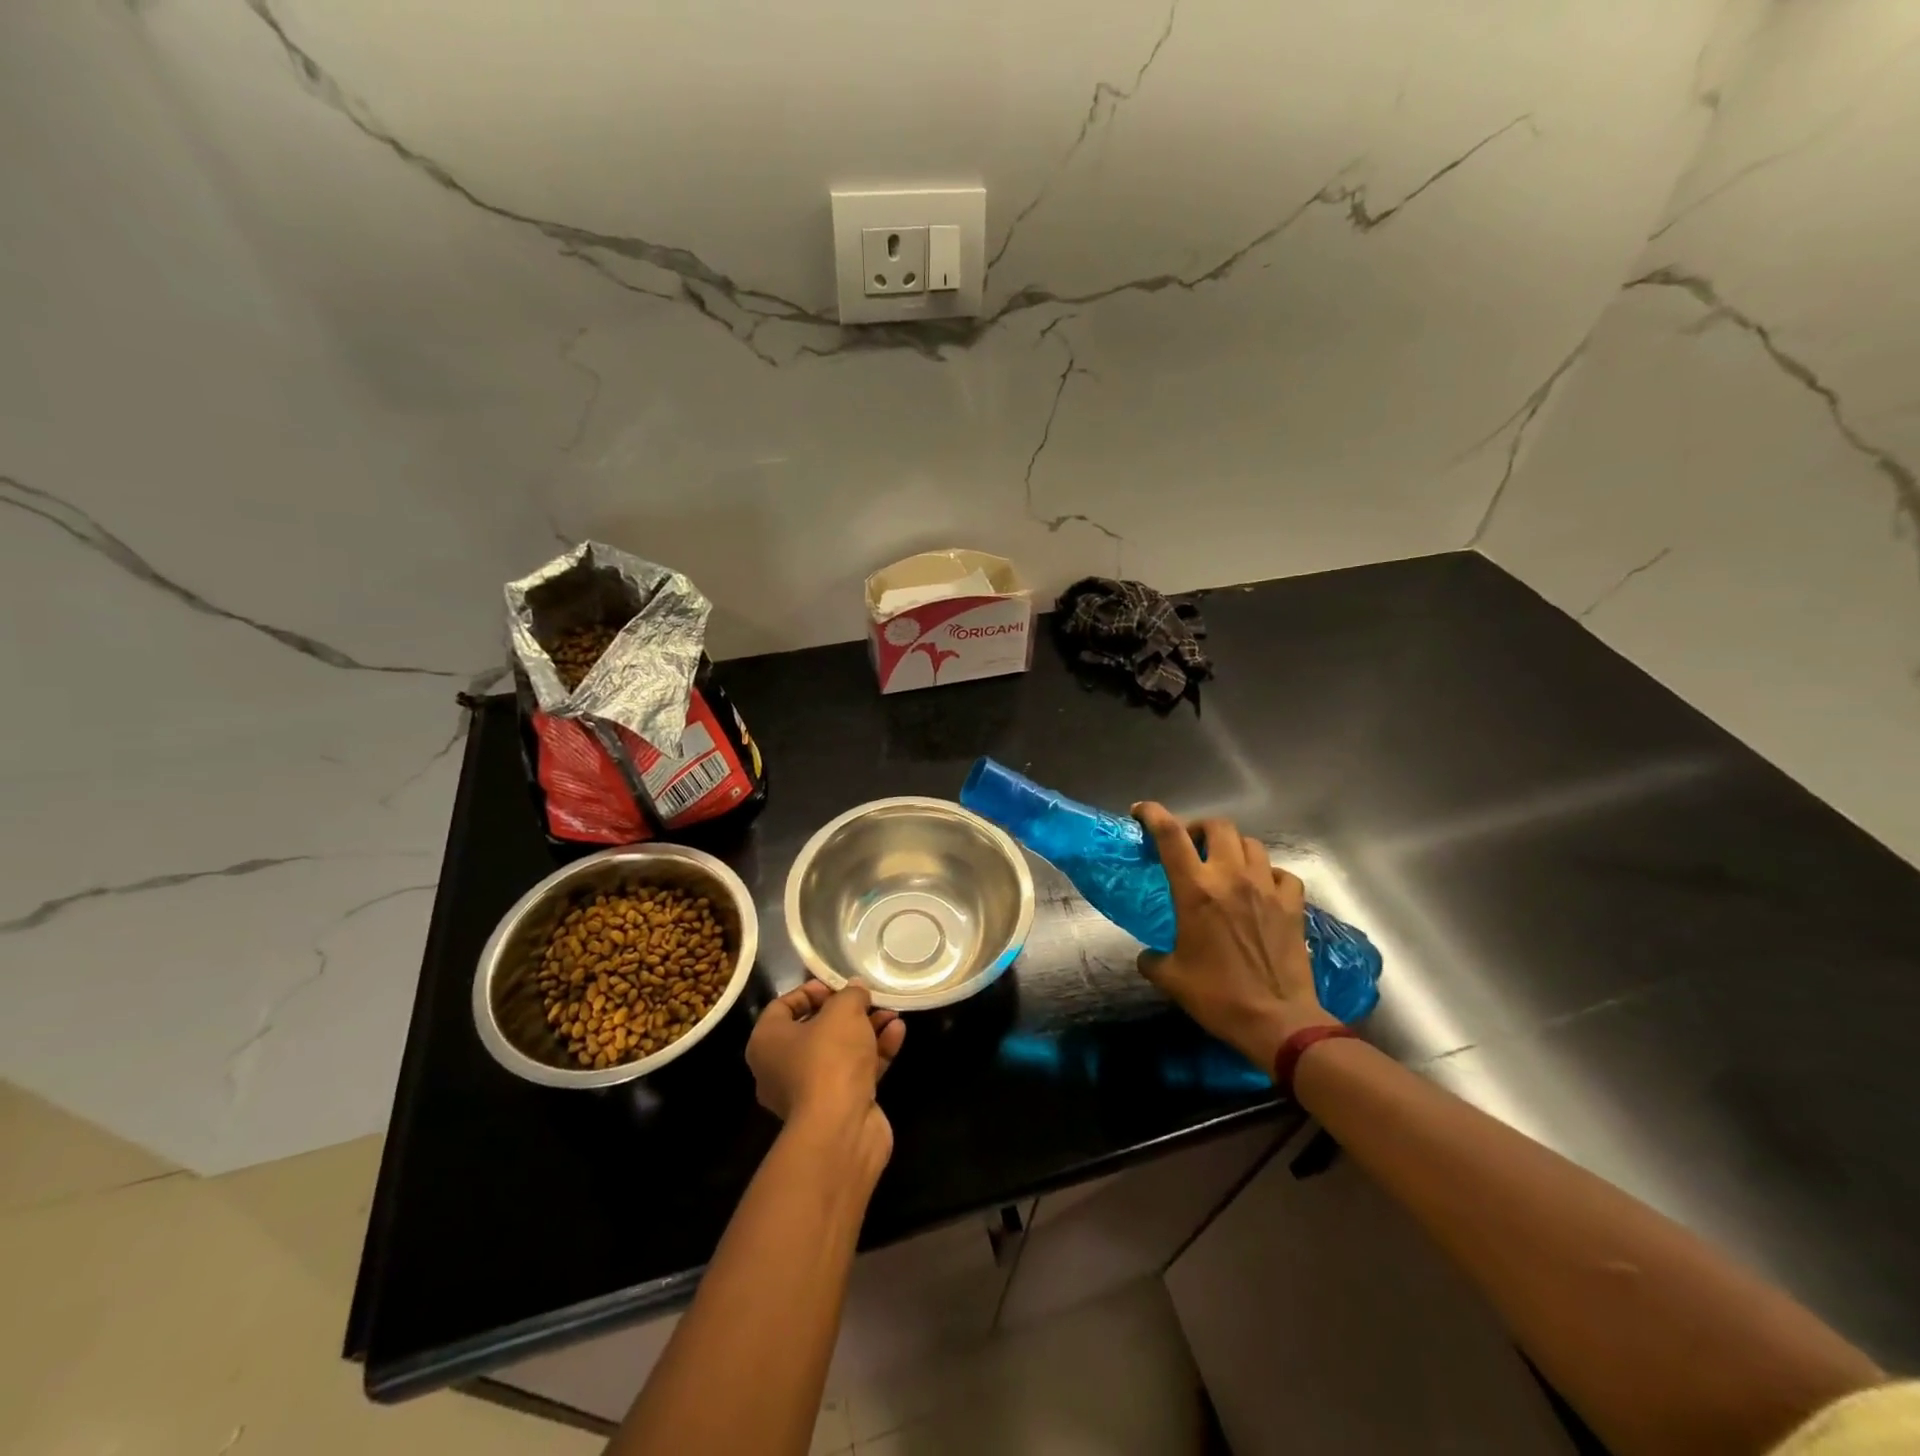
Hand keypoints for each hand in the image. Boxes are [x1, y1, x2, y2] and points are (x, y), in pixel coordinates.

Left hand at [746, 980, 905, 1156]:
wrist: (840, 1129)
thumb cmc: (828, 1059)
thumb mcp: (843, 1011)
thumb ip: (851, 994)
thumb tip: (856, 989)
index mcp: (767, 1042)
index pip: (782, 1007)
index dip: (810, 991)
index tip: (838, 985)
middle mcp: (781, 1068)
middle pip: (815, 1030)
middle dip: (847, 1012)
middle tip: (870, 999)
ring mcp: (809, 1092)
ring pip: (840, 1051)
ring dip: (867, 1030)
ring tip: (893, 1013)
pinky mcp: (837, 1108)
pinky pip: (855, 1072)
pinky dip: (875, 1053)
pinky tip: (898, 1033)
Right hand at [1133, 803, 1337, 1074]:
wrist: (1278, 1021)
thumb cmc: (1218, 997)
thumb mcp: (1171, 978)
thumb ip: (1153, 958)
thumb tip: (1149, 955)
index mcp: (1196, 890)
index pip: (1170, 835)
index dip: (1153, 814)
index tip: (1140, 812)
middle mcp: (1231, 878)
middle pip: (1217, 826)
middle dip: (1199, 828)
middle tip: (1190, 846)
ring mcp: (1267, 889)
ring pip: (1251, 844)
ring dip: (1234, 847)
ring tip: (1226, 865)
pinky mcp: (1293, 906)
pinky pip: (1282, 874)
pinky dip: (1270, 874)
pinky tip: (1263, 888)